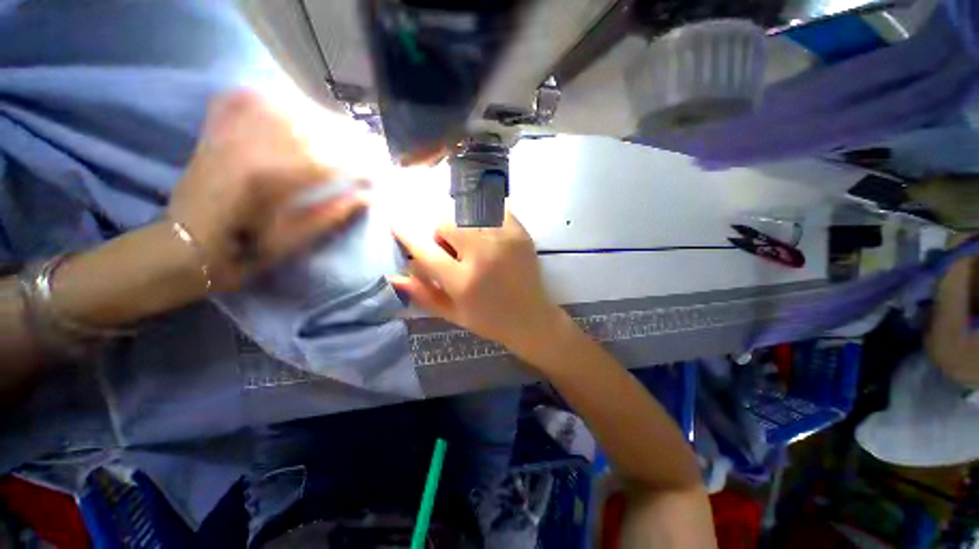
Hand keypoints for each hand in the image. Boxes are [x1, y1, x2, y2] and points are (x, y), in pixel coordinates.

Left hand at [167, 90, 366, 291]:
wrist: (186, 246)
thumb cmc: (243, 252)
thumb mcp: (295, 241)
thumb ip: (332, 215)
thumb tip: (367, 196)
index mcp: (270, 180)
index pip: (330, 161)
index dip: (361, 165)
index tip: (381, 172)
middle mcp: (250, 146)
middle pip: (311, 127)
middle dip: (348, 136)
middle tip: (372, 146)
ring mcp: (229, 133)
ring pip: (284, 107)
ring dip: (321, 116)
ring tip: (343, 130)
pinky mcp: (216, 130)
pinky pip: (247, 98)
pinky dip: (274, 98)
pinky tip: (293, 106)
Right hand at [391, 212, 565, 357]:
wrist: (532, 319)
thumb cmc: (490, 321)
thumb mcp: (453, 315)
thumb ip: (423, 295)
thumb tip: (394, 276)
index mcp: (463, 282)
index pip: (425, 251)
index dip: (406, 234)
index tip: (397, 223)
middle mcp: (483, 256)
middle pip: (447, 224)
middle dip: (441, 234)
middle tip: (451, 248)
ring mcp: (505, 241)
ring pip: (468, 213)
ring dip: (461, 225)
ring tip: (470, 243)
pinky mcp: (520, 233)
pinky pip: (494, 209)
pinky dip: (484, 216)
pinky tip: (487, 233)